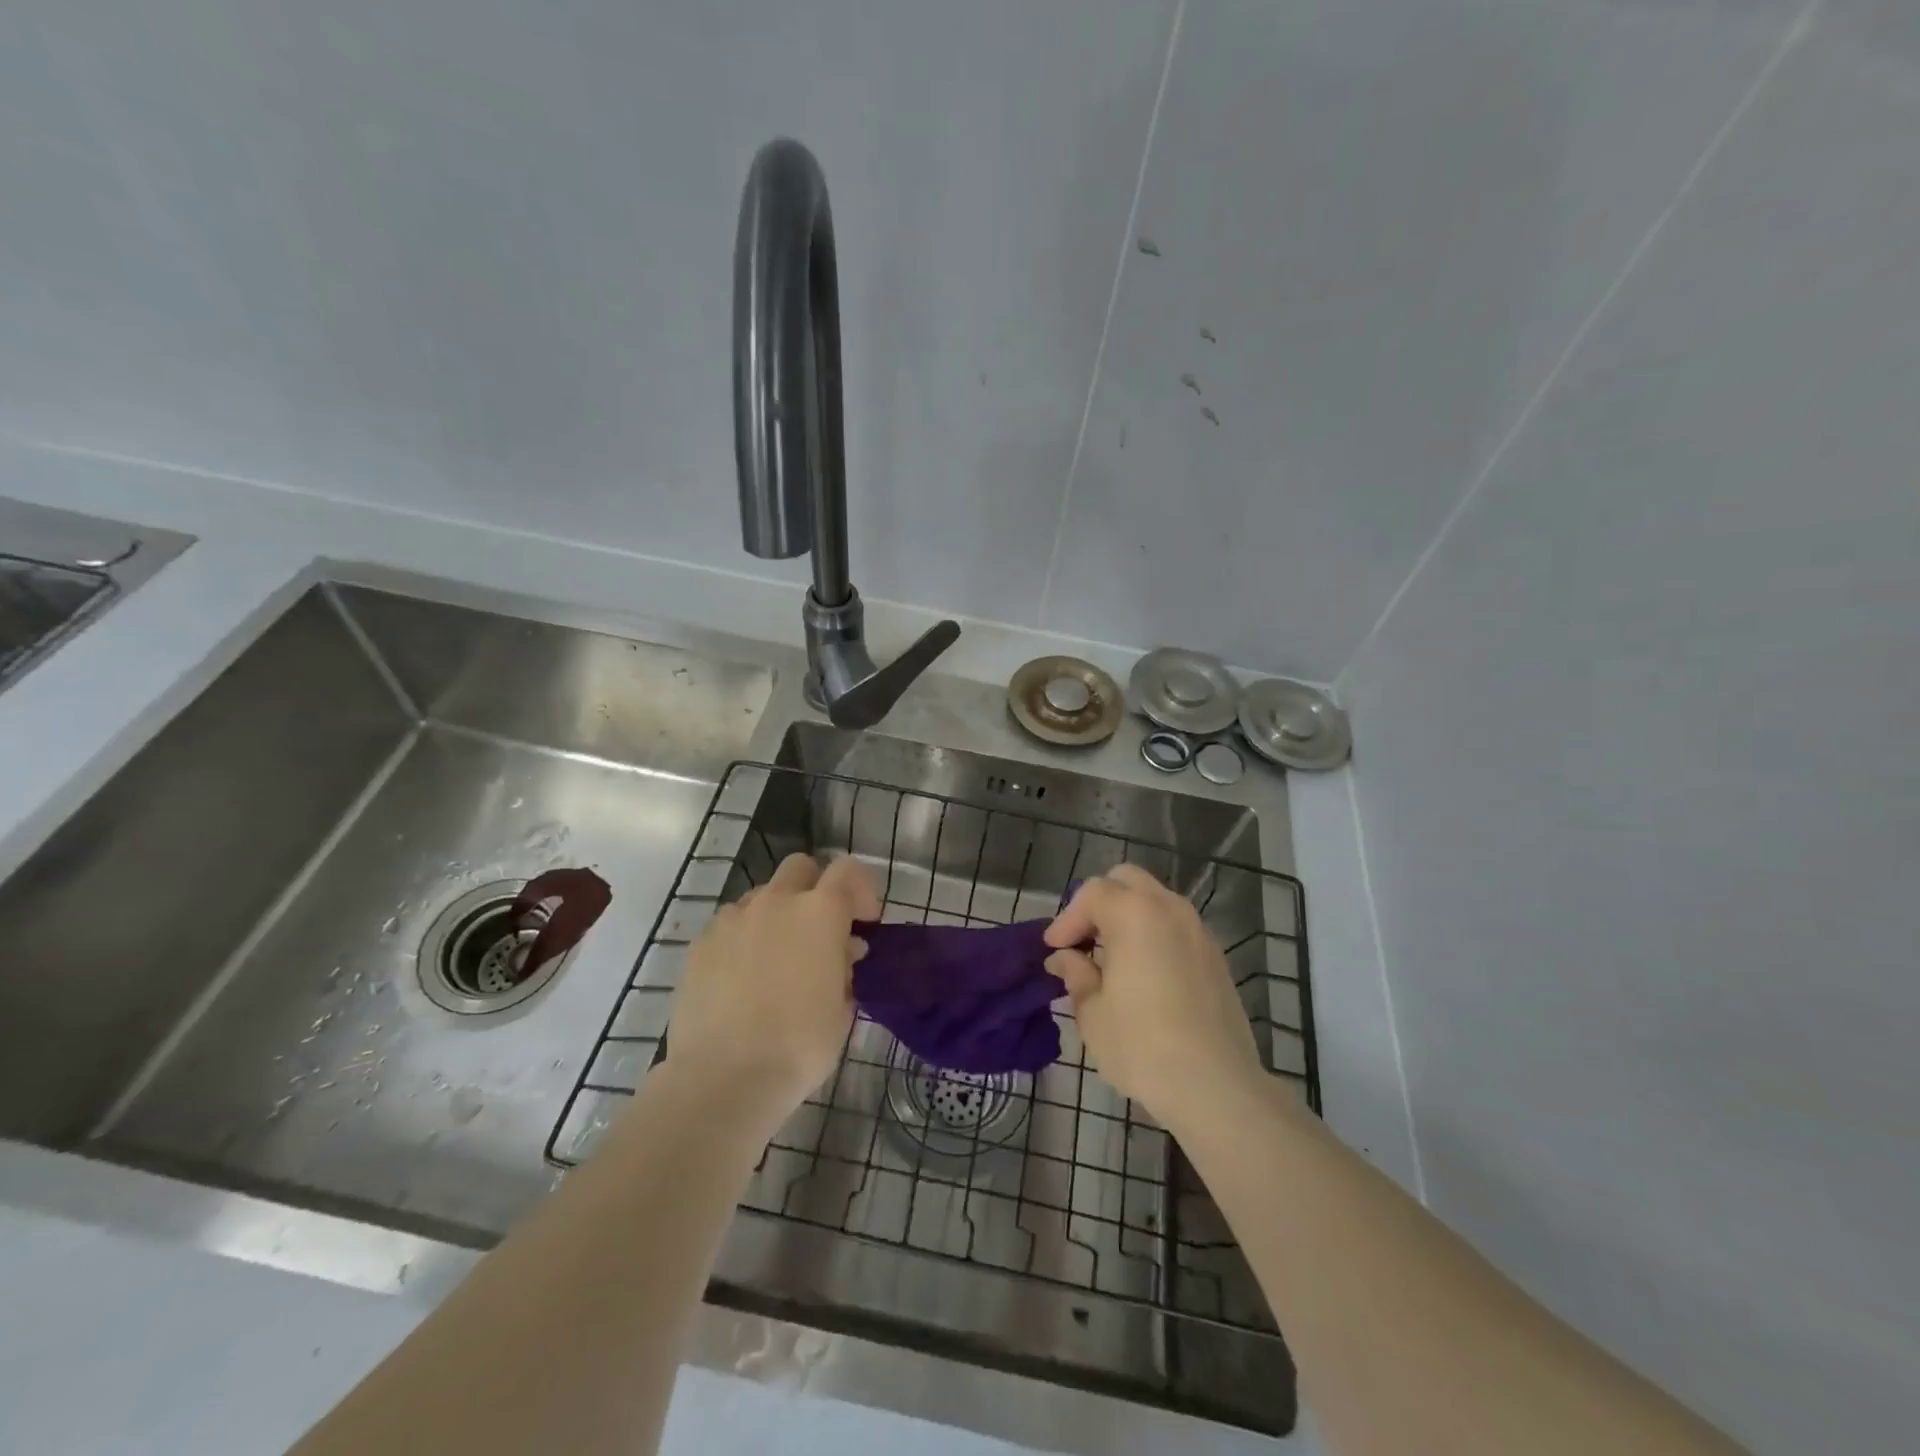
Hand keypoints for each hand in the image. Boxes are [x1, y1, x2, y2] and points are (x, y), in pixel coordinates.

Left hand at [663, 852, 879, 1120]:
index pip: (849, 870)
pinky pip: (730, 924)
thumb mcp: (843, 1010)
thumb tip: (845, 950)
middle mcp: (776, 902)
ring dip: (776, 915)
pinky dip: (743, 939)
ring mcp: (733, 918)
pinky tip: (742, 977)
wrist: (724, 1078)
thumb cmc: (799, 1046)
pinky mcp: (701, 942)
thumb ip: (846, 968)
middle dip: (815, 888)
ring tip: (777, 959)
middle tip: (819, 930)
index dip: (862, 889)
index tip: (865, 921)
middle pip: (800, 867)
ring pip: (762, 895)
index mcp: (820, 912)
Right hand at [1044, 864, 1264, 1128]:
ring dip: (1128, 917)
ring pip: (1155, 900)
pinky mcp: (1216, 956)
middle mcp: (1169, 909)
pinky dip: (1154, 933)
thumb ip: (1076, 974)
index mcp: (1134, 914)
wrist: (1216, 1086)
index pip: (1092, 893)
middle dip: (1099, 903)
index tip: (1055, 949)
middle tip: (1083, 941)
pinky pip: (1176, 926)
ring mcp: (1198, 930)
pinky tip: (1144, 973)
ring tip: (1111, 957)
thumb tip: (1065, 959)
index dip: (1067, 918)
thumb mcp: (1093, 1013)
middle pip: (1127, 881)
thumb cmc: (1142, 1046)